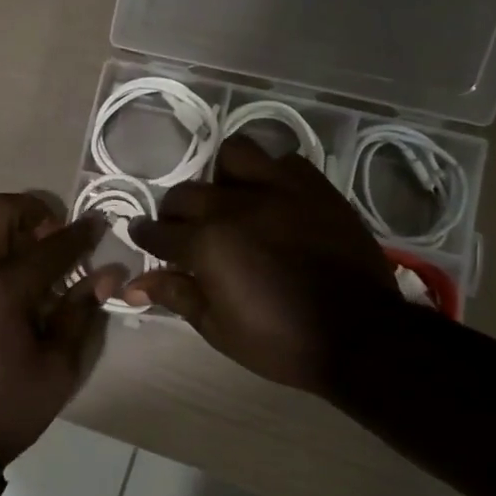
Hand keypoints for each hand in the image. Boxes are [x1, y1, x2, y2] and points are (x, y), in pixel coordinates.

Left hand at [0, 193, 123, 463]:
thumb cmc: (7, 408)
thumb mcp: (57, 368)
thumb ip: (81, 313)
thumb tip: (106, 275)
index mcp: (4, 289)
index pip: (52, 245)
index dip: (81, 233)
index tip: (98, 224)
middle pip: (0, 211)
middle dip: (35, 212)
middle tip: (57, 238)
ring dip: (14, 240)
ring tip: (40, 276)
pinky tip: (11, 303)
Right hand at [127, 136, 422, 399]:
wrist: (361, 335)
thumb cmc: (281, 340)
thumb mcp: (219, 328)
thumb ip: (177, 295)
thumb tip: (134, 284)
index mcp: (207, 244)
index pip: (159, 231)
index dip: (144, 234)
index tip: (139, 234)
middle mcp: (235, 206)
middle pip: (186, 193)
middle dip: (175, 211)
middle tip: (183, 229)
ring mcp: (278, 190)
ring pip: (234, 154)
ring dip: (222, 175)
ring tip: (229, 198)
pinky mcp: (315, 187)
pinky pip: (284, 161)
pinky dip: (271, 174)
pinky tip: (273, 198)